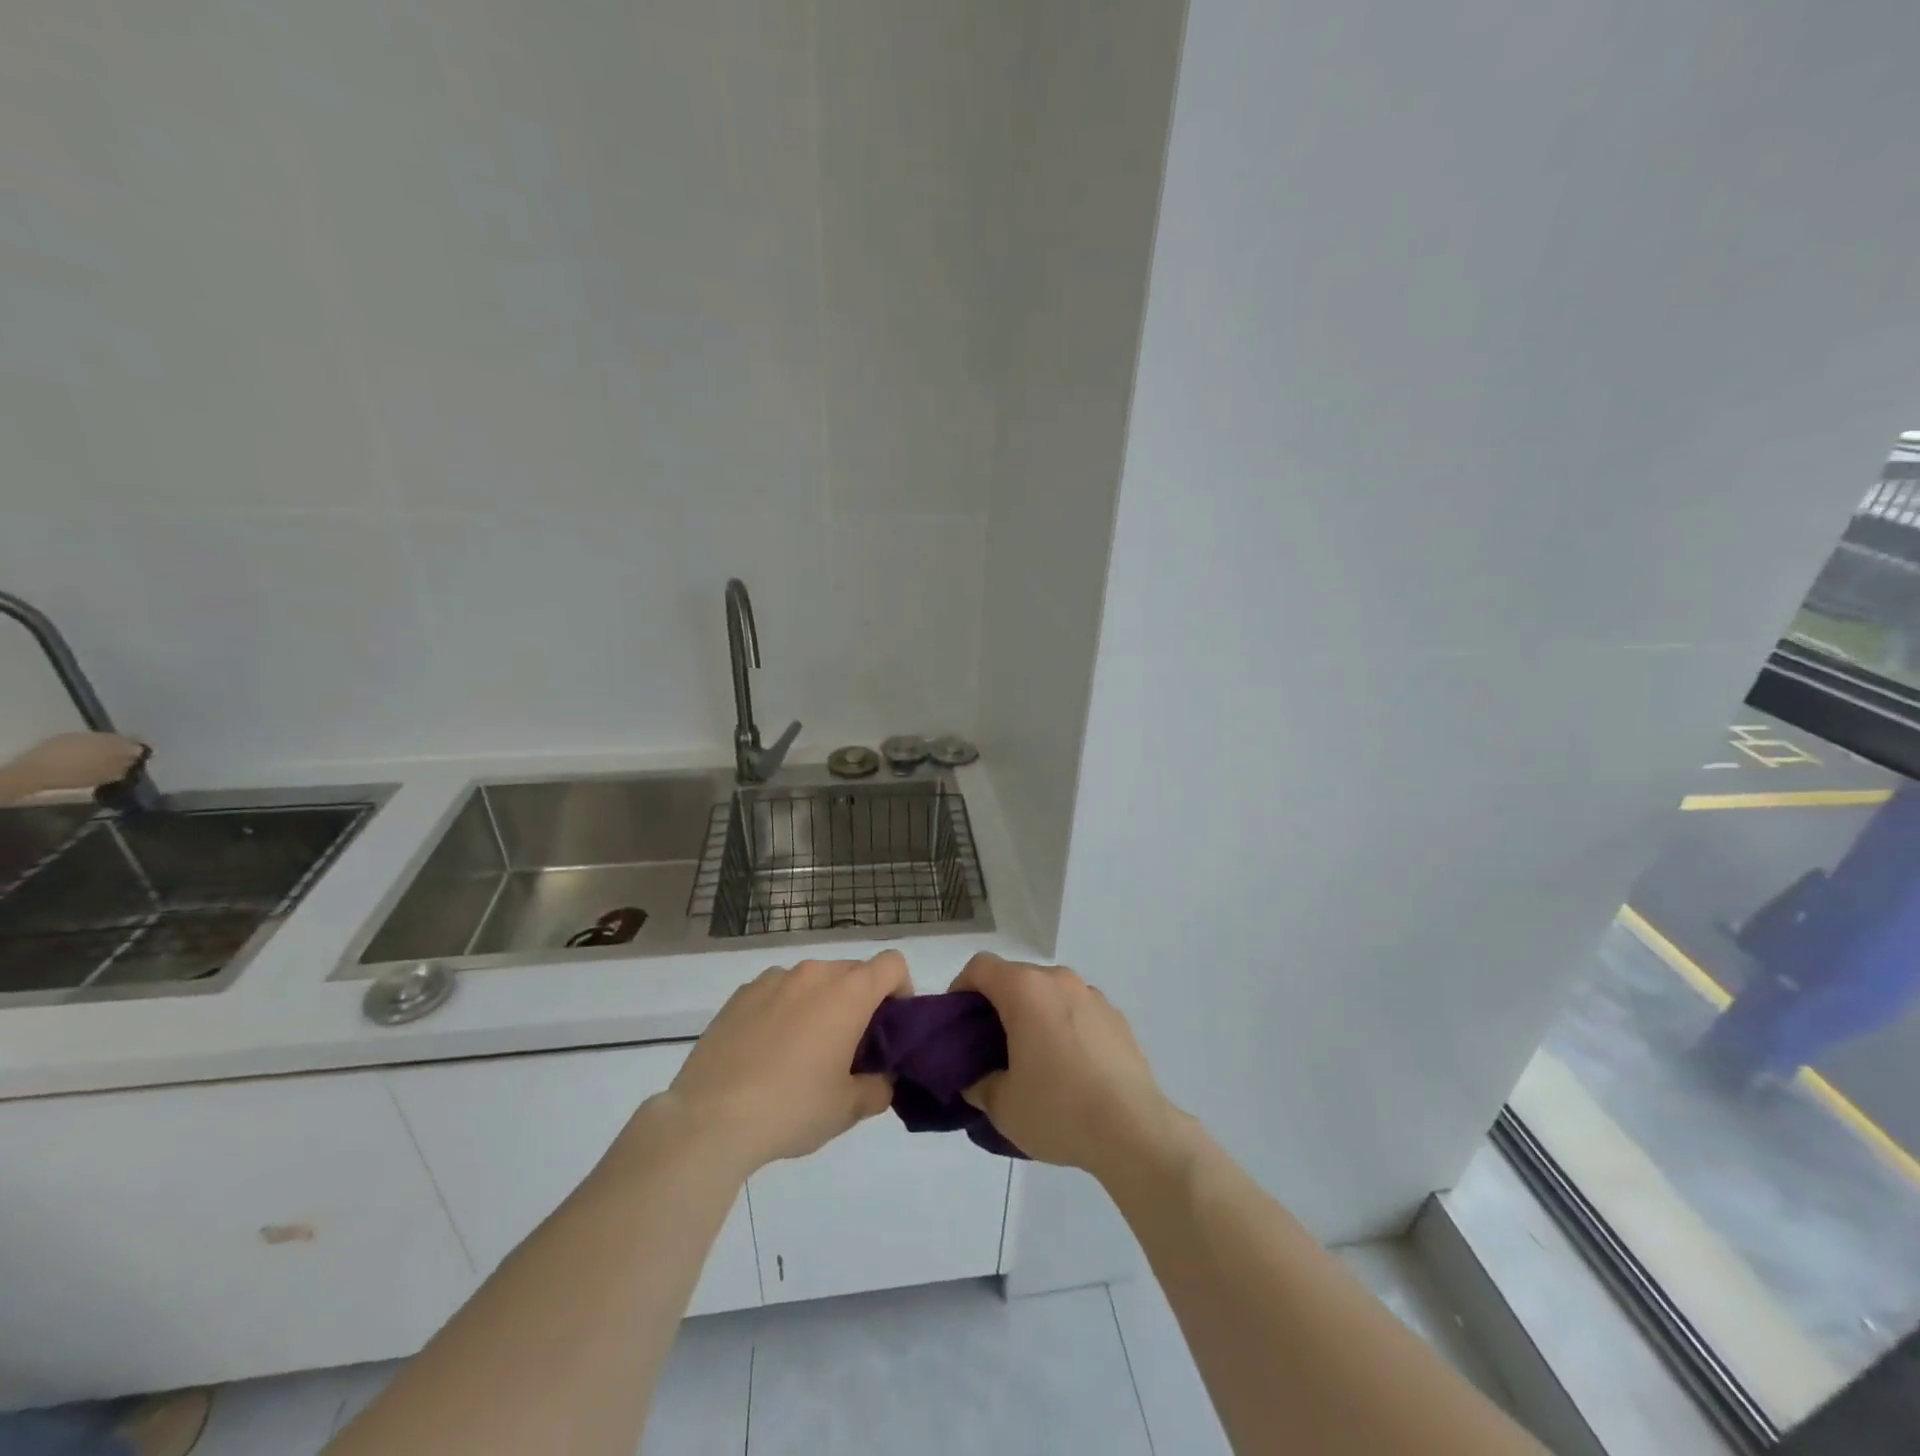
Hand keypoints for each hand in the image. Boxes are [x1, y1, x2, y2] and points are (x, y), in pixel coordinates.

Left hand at [1, 732, 145, 797]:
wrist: (34, 772)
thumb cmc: (76, 775)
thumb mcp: (107, 775)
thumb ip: (126, 765)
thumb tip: (138, 757)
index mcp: (115, 743)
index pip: (137, 742)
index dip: (142, 749)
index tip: (145, 757)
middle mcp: (101, 735)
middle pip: (119, 739)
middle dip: (122, 748)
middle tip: (123, 760)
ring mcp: (80, 735)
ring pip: (101, 740)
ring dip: (105, 748)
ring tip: (103, 760)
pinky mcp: (63, 738)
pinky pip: (84, 741)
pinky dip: (88, 748)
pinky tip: (83, 757)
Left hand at [665, 952, 911, 1175]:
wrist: (709, 1119)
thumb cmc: (792, 1108)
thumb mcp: (848, 1109)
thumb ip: (878, 1088)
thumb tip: (881, 1079)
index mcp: (847, 992)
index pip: (892, 964)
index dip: (901, 990)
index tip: (891, 1027)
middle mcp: (813, 974)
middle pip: (853, 971)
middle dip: (861, 1001)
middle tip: (851, 1047)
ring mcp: (772, 980)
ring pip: (813, 980)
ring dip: (821, 1003)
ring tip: (805, 1051)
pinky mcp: (740, 995)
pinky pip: (778, 992)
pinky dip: (785, 1010)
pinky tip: (768, 1052)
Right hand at [951, 953, 1178, 1180]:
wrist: (1134, 1131)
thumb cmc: (1059, 1110)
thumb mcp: (1002, 1106)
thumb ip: (978, 1083)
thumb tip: (976, 1078)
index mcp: (1025, 990)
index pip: (980, 967)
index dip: (961, 989)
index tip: (958, 1024)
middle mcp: (1059, 980)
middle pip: (1016, 977)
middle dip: (997, 1005)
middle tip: (989, 1047)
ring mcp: (1092, 996)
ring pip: (1049, 993)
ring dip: (1033, 1014)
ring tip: (1033, 1060)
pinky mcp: (1116, 1017)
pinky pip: (1077, 1011)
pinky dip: (1064, 1026)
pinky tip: (1069, 1069)